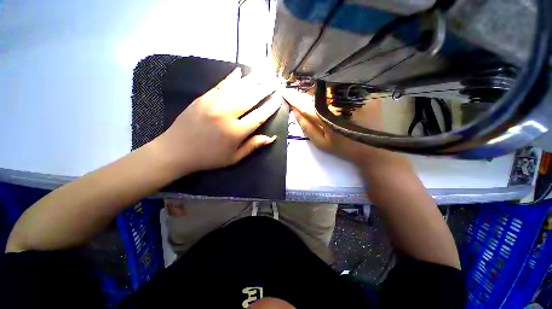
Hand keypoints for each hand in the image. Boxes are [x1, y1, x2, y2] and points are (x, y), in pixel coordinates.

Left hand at [156, 68, 280, 173]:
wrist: (176, 150)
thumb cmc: (208, 157)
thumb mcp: (233, 158)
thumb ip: (252, 146)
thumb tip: (271, 138)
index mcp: (235, 131)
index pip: (259, 116)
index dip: (271, 107)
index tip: (279, 98)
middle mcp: (227, 114)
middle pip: (251, 98)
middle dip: (265, 89)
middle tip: (275, 81)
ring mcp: (213, 103)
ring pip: (238, 88)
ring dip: (253, 80)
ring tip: (264, 72)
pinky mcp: (203, 97)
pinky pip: (221, 85)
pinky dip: (232, 78)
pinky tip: (240, 71)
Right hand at [282, 88, 399, 167]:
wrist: (373, 149)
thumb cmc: (344, 148)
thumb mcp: (321, 143)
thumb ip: (306, 127)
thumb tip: (295, 111)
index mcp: (328, 118)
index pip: (306, 105)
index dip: (294, 98)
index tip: (285, 92)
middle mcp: (340, 103)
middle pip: (318, 93)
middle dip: (307, 94)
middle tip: (303, 97)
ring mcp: (353, 96)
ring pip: (330, 88)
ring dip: (321, 91)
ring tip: (319, 98)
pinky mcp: (364, 93)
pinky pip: (343, 88)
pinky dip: (334, 91)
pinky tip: (334, 98)